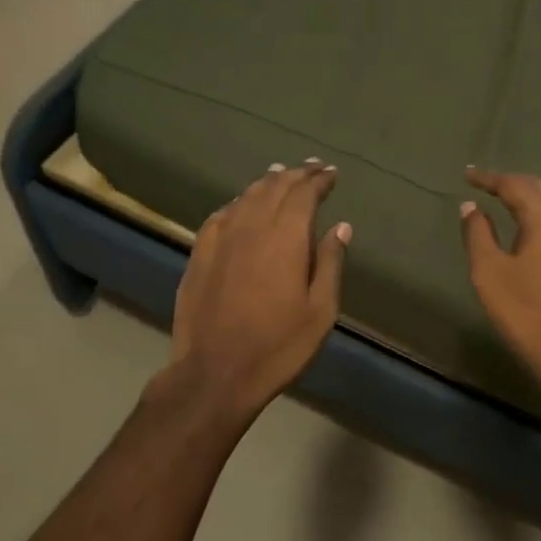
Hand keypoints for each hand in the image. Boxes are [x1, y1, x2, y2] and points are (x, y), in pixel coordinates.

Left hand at [166, 160, 350, 422]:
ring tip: (280, 174)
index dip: (319, 180)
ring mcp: (220, 239)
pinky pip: (221, 215)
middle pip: (274, 187)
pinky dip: (237, 203)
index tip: (331, 173)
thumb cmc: (278, 346)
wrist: (215, 372)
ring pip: (246, 197)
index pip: (304, 194)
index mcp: (285, 237)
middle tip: (312, 167)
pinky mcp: (199, 254)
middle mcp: (251, 227)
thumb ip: (330, 263)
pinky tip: (241, 204)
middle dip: (296, 174)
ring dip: (267, 182)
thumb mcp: (320, 311)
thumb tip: (341, 227)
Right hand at [459, 167, 540, 401]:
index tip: (467, 174)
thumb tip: (470, 207)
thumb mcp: (490, 273)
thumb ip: (478, 234)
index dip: (488, 178)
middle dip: (512, 183)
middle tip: (486, 185)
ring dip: (530, 199)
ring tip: (505, 203)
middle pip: (540, 189)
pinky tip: (530, 233)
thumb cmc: (527, 313)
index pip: (514, 185)